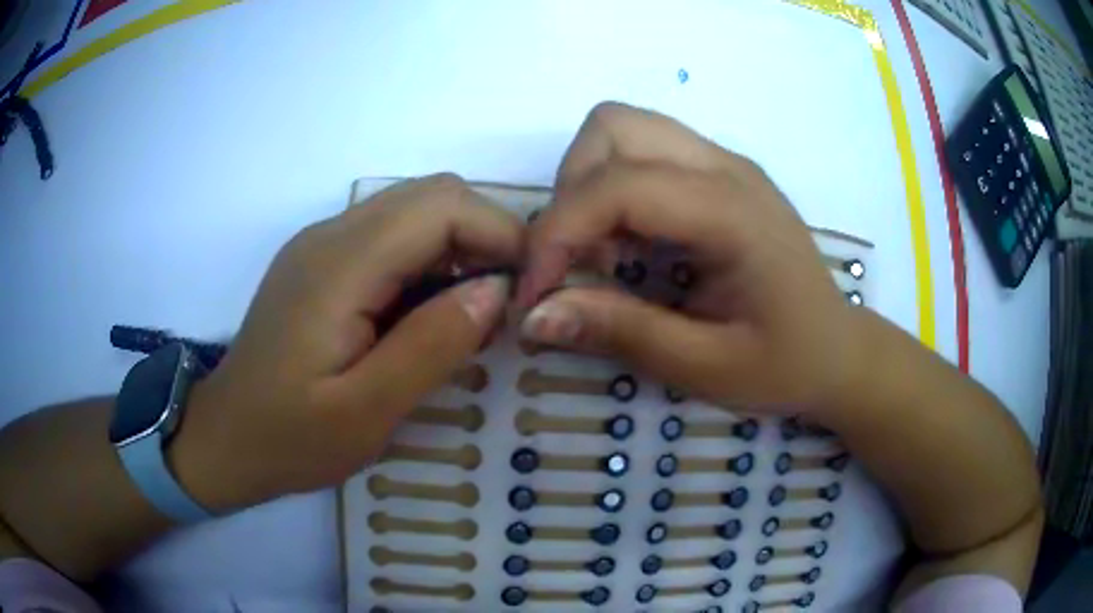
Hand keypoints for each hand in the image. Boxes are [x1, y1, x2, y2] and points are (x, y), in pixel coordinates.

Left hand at [171, 174, 520, 511]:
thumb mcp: (366, 411)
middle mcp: (331, 235)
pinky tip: (428, 312)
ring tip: (473, 312)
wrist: (224, 438)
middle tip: (506, 303)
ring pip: (414, 209)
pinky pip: (390, 236)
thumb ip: (433, 344)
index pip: (442, 206)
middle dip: (486, 236)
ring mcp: (322, 244)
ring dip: (459, 248)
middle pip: (432, 195)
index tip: (530, 291)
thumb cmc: (289, 438)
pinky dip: (428, 260)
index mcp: (340, 265)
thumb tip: (496, 290)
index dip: (501, 234)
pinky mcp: (321, 262)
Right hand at [517, 103, 859, 412]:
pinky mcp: (720, 174)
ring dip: (589, 186)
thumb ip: (620, 332)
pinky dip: (614, 192)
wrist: (839, 350)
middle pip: (611, 126)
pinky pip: (644, 153)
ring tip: (604, 255)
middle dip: (570, 190)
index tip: (534, 294)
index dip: (556, 234)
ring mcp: (725, 163)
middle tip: (577, 262)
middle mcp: (725, 166)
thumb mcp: (705, 366)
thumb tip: (532, 316)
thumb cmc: (786, 363)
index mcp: (731, 212)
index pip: (617, 186)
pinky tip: (632, 247)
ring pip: (622, 130)